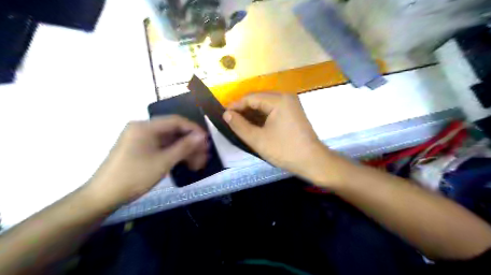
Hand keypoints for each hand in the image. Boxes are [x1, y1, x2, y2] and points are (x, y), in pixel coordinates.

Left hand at [87, 115, 207, 204]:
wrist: (104, 196)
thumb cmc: (134, 176)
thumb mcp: (163, 161)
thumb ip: (184, 146)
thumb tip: (202, 136)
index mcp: (145, 127)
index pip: (176, 121)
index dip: (193, 129)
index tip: (207, 140)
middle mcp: (143, 129)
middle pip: (173, 131)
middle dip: (190, 143)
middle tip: (204, 155)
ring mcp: (140, 139)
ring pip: (169, 141)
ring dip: (184, 150)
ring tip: (198, 163)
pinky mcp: (140, 149)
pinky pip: (161, 147)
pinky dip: (174, 154)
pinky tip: (185, 163)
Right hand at [224, 94, 331, 180]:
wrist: (312, 161)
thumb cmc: (284, 150)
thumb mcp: (258, 140)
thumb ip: (239, 125)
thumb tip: (226, 114)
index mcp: (278, 100)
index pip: (250, 97)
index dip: (235, 106)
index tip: (223, 115)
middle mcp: (286, 97)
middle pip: (258, 99)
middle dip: (243, 110)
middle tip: (230, 121)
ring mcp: (291, 104)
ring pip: (265, 105)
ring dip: (252, 114)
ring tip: (239, 124)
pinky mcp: (293, 113)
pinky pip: (273, 110)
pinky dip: (262, 117)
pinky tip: (254, 125)